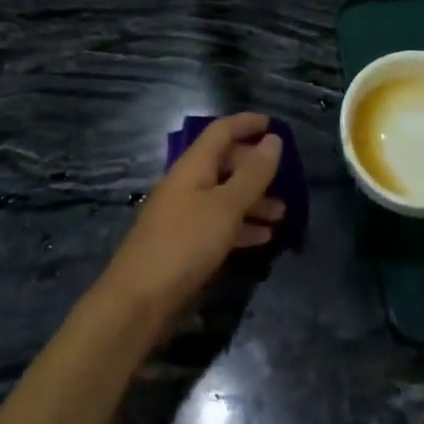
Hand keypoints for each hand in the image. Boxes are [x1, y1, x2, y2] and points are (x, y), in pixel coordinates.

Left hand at [100, 113, 284, 321]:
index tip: (275, 124)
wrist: (138, 300)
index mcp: (194, 165)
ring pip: (224, 194)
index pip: (222, 130)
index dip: (247, 123)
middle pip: (225, 162)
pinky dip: (240, 225)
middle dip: (255, 168)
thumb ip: (252, 174)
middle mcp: (187, 183)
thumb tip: (274, 139)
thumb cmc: (185, 244)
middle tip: (285, 180)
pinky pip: (218, 222)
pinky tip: (262, 238)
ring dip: (253, 200)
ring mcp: (183, 213)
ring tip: (282, 215)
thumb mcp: (226, 207)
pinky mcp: (183, 242)